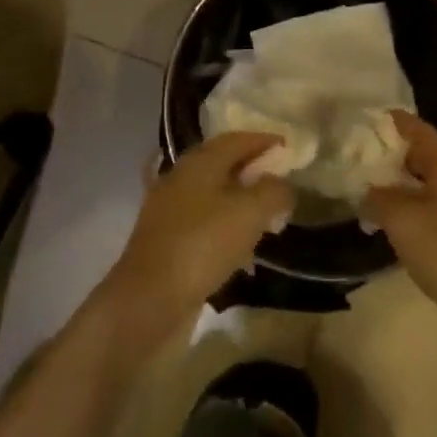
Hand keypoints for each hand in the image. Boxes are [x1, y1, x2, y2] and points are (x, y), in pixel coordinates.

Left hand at [98, 133, 295, 346]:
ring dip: (240, 201)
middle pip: (223, 164)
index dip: (264, 140)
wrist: (149, 298)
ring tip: (266, 218)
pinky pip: (203, 221)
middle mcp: (181, 176)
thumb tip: (283, 184)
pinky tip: (240, 248)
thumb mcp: (251, 213)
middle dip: (252, 170)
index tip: (288, 147)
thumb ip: (274, 191)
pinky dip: (225, 226)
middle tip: (280, 182)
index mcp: (200, 161)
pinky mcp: (166, 238)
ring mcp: (169, 208)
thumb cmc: (203, 244)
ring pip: (213, 194)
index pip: (237, 139)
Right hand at [362, 112, 436, 345]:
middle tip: (366, 158)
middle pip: (427, 159)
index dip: (400, 122)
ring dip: (404, 186)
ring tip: (375, 193)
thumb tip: (366, 190)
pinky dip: (415, 210)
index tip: (375, 117)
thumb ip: (379, 199)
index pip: (422, 133)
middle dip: (397, 155)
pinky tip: (398, 227)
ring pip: (431, 187)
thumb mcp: (402, 220)